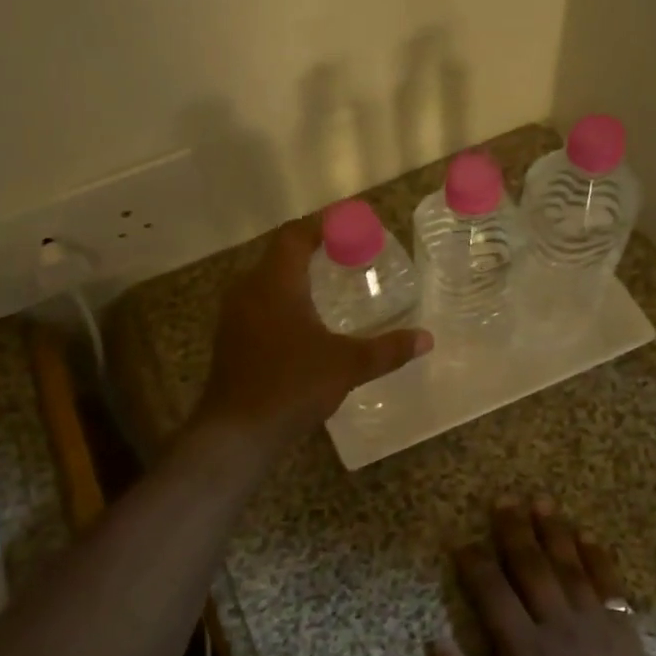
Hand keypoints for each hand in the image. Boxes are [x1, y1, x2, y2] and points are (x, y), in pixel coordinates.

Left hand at [195, 218, 431, 447]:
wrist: (237, 431)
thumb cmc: (292, 386)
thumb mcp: (347, 365)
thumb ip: (387, 349)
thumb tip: (426, 339)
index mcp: (275, 282)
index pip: (295, 236)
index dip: (321, 225)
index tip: (349, 224)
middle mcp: (248, 289)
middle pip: (279, 255)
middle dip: (311, 250)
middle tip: (346, 255)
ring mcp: (233, 314)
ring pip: (266, 281)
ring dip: (295, 277)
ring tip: (329, 285)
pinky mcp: (229, 338)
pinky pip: (258, 304)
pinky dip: (282, 301)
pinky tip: (304, 322)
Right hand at [433, 496, 655, 655]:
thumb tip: (436, 641)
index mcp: (523, 649)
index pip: (492, 592)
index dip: (474, 564)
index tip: (462, 542)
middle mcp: (556, 624)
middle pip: (531, 566)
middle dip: (514, 531)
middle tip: (503, 500)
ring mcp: (594, 623)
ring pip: (569, 566)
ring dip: (553, 531)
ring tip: (541, 501)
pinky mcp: (624, 630)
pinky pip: (609, 583)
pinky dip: (597, 557)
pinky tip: (587, 536)